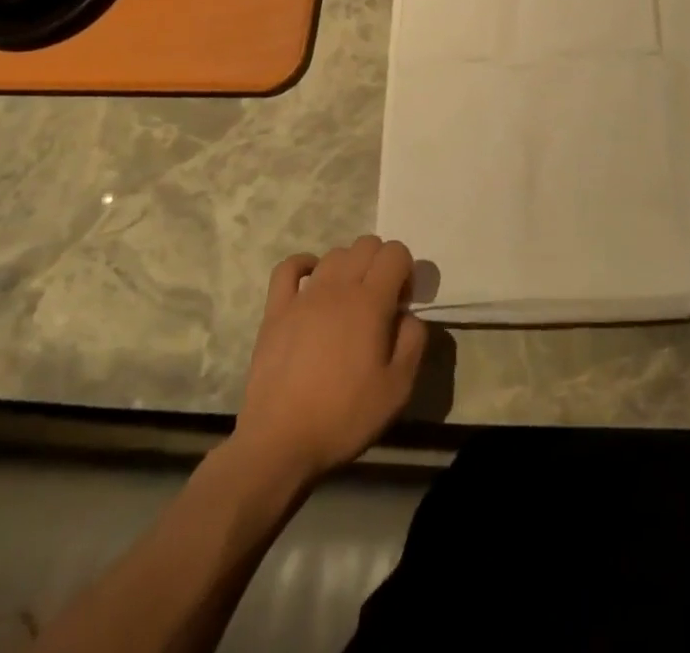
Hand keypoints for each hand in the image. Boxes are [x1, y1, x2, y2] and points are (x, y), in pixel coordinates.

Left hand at [231, 235, 427, 481]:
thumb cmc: (344, 416)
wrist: (279, 444)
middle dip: (381, 263)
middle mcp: (338, 287)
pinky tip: (312, 282)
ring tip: (350, 300)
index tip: (402, 303)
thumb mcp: (398, 388)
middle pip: (367, 244)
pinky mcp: (275, 311)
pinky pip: (288, 268)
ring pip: (335, 254)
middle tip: (381, 301)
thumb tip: (408, 316)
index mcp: (371, 302)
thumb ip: (414, 341)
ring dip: (350, 266)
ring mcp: (303, 297)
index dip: (406, 270)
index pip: (396, 252)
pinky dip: (304, 265)